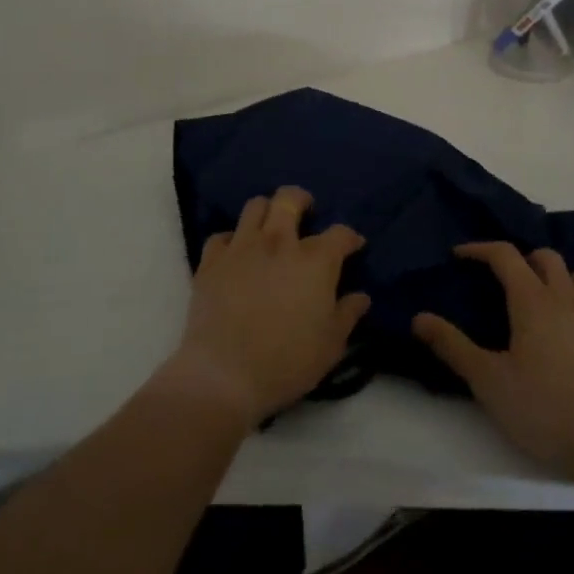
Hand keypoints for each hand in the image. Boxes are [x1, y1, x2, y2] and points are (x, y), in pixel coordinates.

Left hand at [162, 187, 370, 426]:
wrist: (224, 374)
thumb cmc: (287, 362)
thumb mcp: (331, 345)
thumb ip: (348, 314)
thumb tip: (361, 296)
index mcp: (314, 260)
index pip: (340, 234)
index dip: (350, 237)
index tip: (353, 246)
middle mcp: (279, 242)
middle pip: (289, 199)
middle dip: (301, 200)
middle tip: (306, 211)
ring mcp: (242, 247)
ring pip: (255, 206)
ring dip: (266, 212)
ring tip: (270, 227)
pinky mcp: (212, 261)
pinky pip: (221, 236)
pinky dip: (231, 241)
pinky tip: (236, 255)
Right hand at [413, 242, 573, 479]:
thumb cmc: (541, 408)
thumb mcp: (487, 380)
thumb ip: (452, 346)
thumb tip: (418, 318)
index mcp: (532, 300)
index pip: (505, 255)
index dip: (480, 249)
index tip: (459, 255)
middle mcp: (563, 298)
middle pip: (543, 256)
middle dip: (518, 258)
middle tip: (496, 277)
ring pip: (573, 272)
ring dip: (552, 272)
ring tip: (533, 292)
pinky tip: (563, 319)